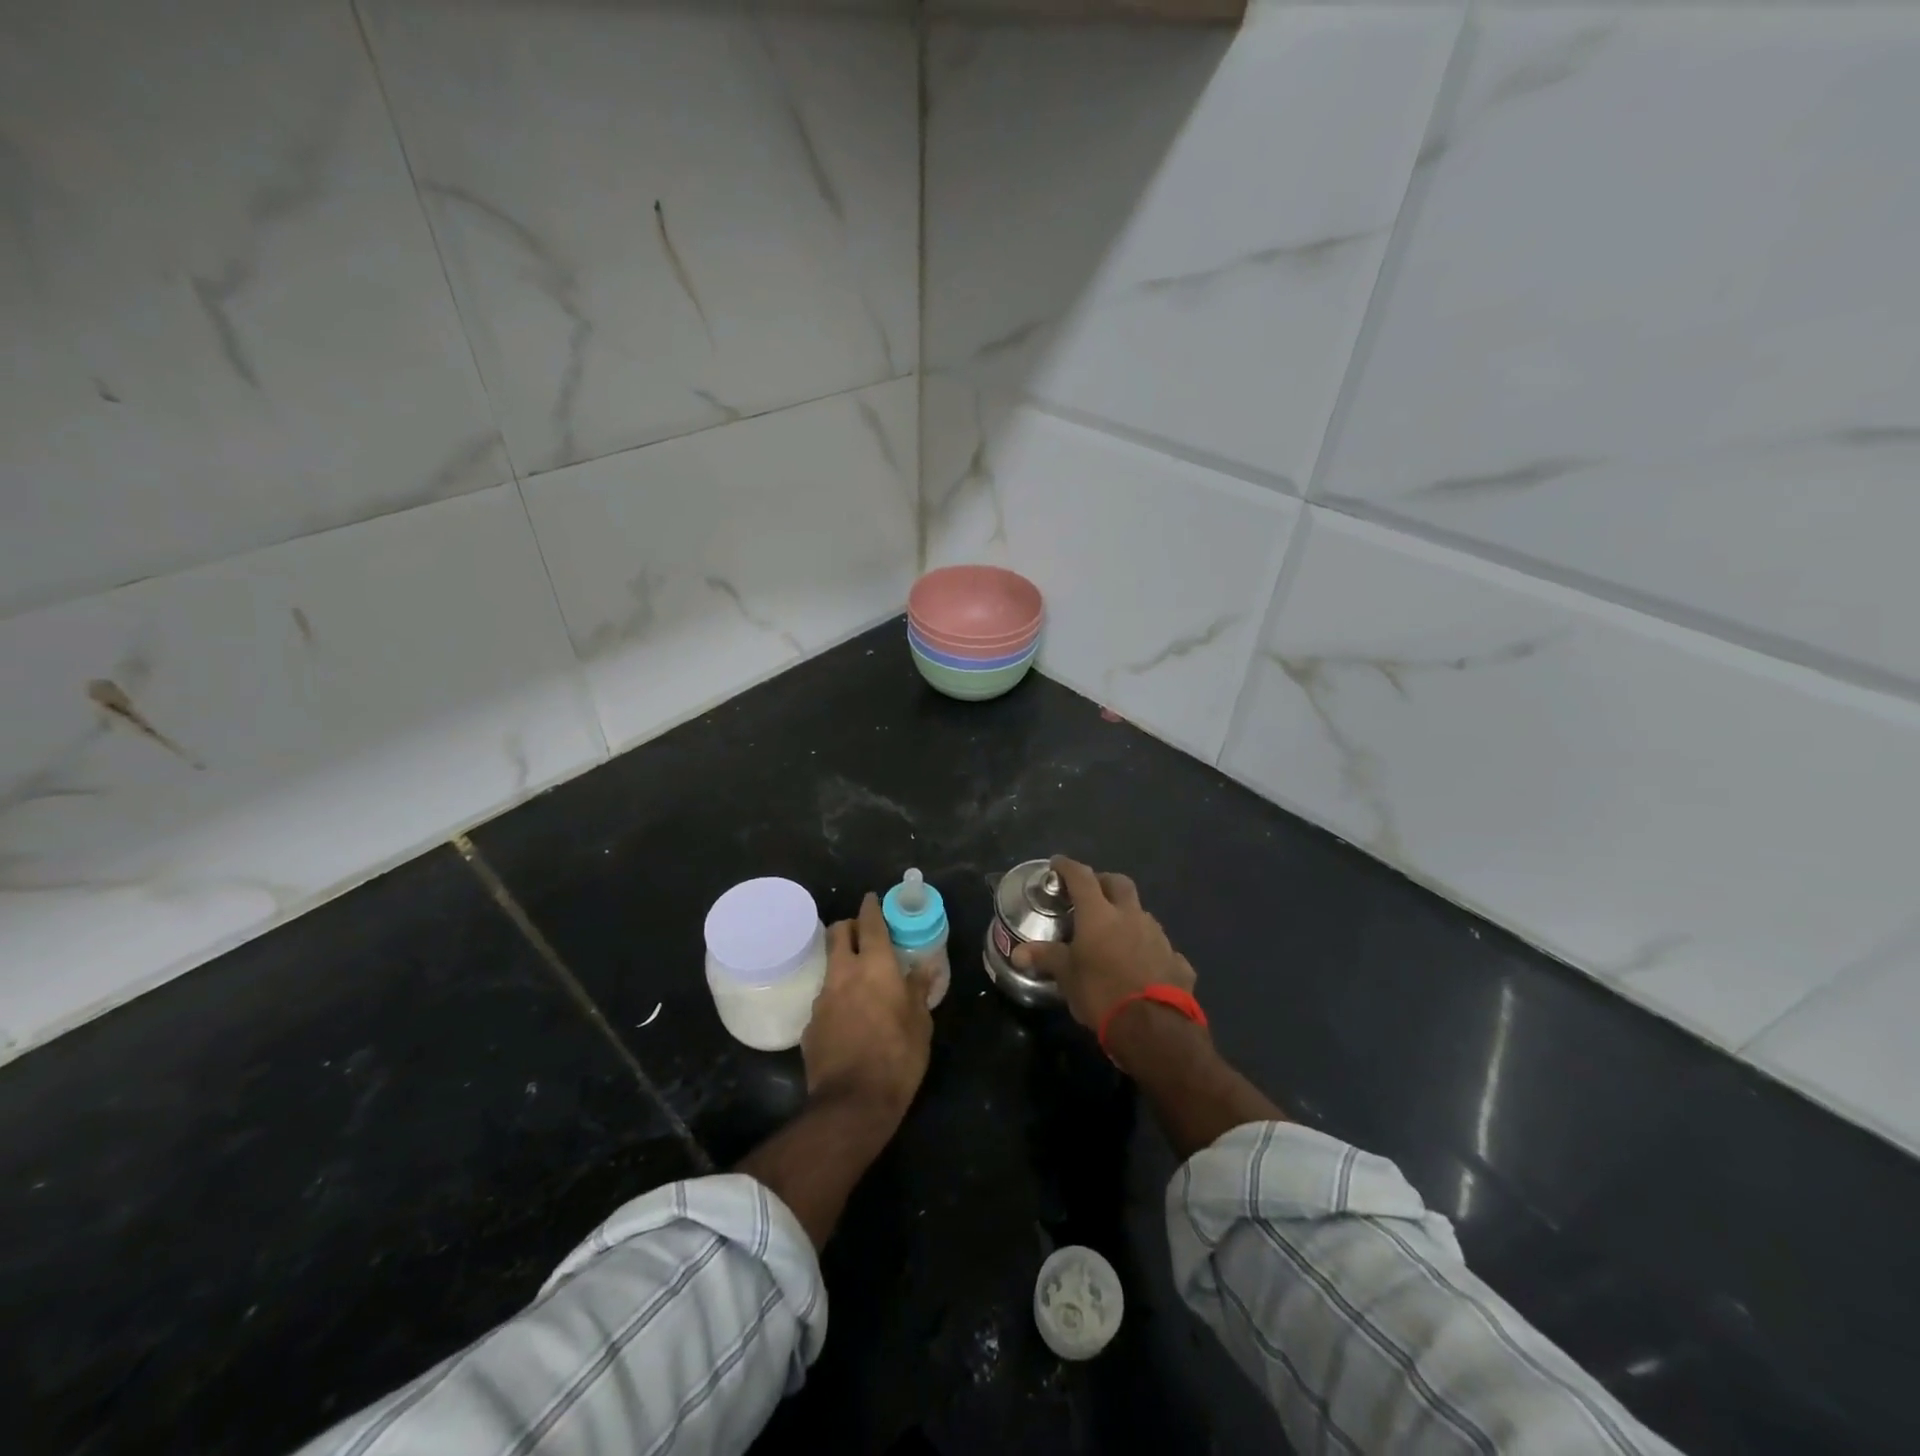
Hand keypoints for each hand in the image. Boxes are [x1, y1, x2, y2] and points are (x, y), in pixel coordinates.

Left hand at [802, 892, 933, 1116]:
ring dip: (842, 963)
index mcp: (875, 967)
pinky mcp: (809, 1025)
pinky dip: (836, 998)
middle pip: (838, 933)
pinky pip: (824, 999)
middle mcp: (844, 974)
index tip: (873, 898)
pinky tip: (848, 1018)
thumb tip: (925, 966)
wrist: (852, 1103)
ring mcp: (822, 998)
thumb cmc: (898, 1057)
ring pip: (829, 965)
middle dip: (849, 926)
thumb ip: (919, 989)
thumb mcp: (921, 1023)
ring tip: (859, 979)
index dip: (871, 907)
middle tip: (863, 933)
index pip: (870, 923)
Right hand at [1011, 856, 1196, 1032]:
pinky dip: (1148, 950)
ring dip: (1128, 917)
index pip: (1081, 877)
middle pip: (1119, 883)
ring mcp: (1159, 937)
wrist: (1154, 1028)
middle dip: (1103, 882)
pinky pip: (1161, 948)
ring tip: (1115, 934)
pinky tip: (1142, 967)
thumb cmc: (1101, 993)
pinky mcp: (1177, 960)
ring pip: (1142, 914)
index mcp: (1100, 914)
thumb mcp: (1067, 976)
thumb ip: (1046, 958)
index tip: (1057, 864)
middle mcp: (1131, 916)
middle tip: (1090, 893)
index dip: (1067, 867)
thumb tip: (1018, 953)